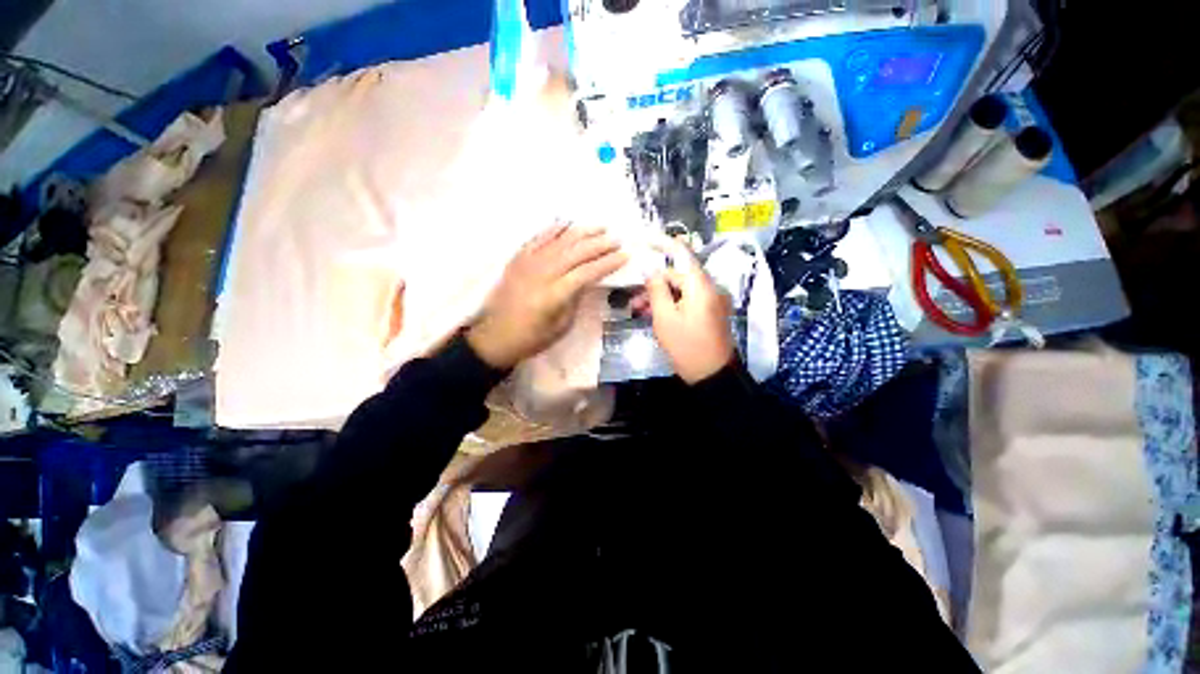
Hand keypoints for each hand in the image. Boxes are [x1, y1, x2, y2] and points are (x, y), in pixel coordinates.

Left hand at [467, 223, 626, 368]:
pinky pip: (538, 238)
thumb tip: (588, 280)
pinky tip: (567, 223)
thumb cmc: (533, 337)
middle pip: (577, 252)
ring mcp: (529, 262)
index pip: (588, 272)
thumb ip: (576, 299)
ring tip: (599, 227)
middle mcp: (543, 272)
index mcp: (556, 294)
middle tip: (617, 239)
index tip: (625, 255)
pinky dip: (554, 229)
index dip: (608, 263)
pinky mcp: (518, 258)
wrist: (496, 336)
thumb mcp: (562, 326)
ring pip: (560, 240)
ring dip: (582, 232)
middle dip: (600, 244)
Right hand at [641, 239, 734, 383]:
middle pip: (678, 275)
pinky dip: (671, 304)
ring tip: (639, 310)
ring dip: (660, 296)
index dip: (662, 244)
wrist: (712, 376)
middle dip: (655, 283)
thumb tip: (650, 269)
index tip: (644, 240)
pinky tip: (654, 315)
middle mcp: (710, 288)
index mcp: (701, 285)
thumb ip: (656, 289)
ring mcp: (711, 301)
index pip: (682, 253)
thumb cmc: (686, 346)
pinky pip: (687, 300)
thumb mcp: (664, 317)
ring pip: (681, 289)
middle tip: (634, 297)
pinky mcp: (709, 312)